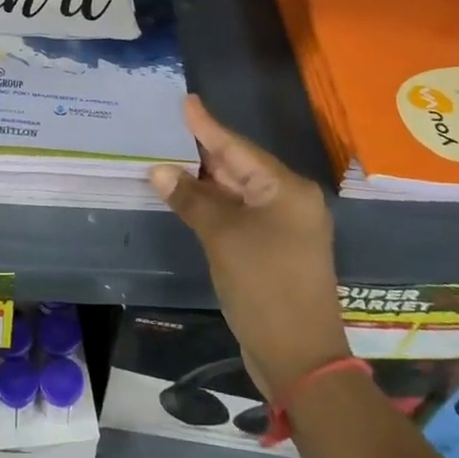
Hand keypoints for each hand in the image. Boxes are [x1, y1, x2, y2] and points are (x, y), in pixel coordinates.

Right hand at [151, 96, 347, 400]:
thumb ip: (190, 199)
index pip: (237, 148)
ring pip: (237, 192)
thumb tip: (159, 170)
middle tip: (169, 126)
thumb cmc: (264, 286)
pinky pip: (238, 215)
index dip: (207, 125)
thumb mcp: (222, 237)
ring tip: (170, 156)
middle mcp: (289, 201)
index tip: (187, 100)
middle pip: (239, 167)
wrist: (299, 357)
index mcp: (286, 189)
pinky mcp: (273, 250)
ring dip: (205, 181)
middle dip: (203, 150)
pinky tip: (187, 196)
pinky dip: (213, 205)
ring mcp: (283, 227)